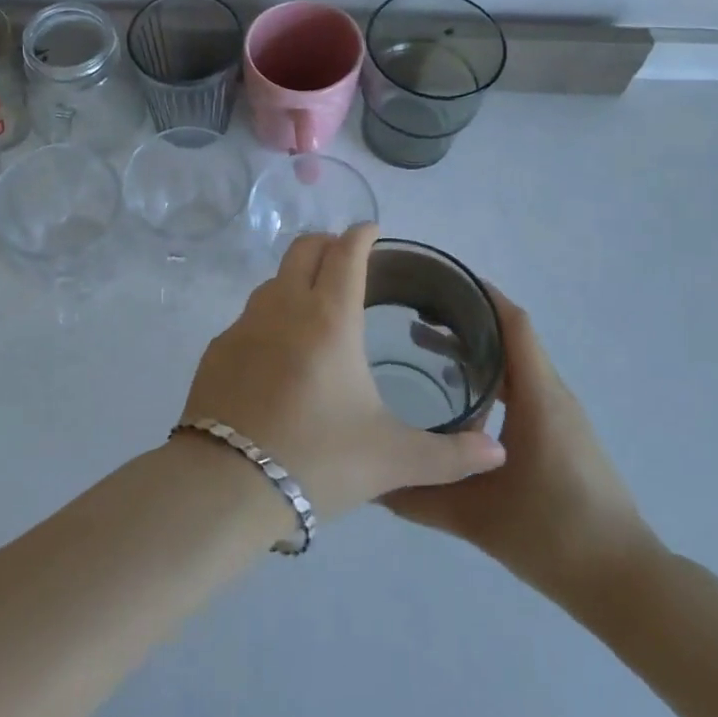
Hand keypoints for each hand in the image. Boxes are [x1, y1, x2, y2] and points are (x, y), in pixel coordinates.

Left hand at [178, 224, 505, 525]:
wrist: (225, 485)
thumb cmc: (317, 459)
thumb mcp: (391, 460)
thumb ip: (449, 456)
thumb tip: (499, 453)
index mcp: (330, 318)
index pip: (346, 252)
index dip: (362, 234)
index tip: (373, 230)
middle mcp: (284, 307)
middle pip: (304, 249)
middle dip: (328, 243)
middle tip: (347, 259)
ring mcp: (244, 325)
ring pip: (273, 280)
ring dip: (297, 278)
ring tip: (316, 306)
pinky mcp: (218, 349)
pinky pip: (249, 317)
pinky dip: (270, 317)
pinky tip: (279, 354)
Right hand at [384, 285, 661, 623]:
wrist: (626, 584)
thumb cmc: (554, 536)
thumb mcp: (476, 518)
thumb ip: (419, 496)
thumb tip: (370, 480)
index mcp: (538, 396)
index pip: (513, 323)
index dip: (480, 294)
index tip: (438, 279)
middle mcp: (553, 394)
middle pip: (510, 336)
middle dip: (463, 318)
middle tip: (413, 312)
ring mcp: (562, 414)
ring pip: (516, 361)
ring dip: (476, 347)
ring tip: (425, 347)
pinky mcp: (563, 435)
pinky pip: (524, 385)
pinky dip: (490, 375)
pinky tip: (460, 397)